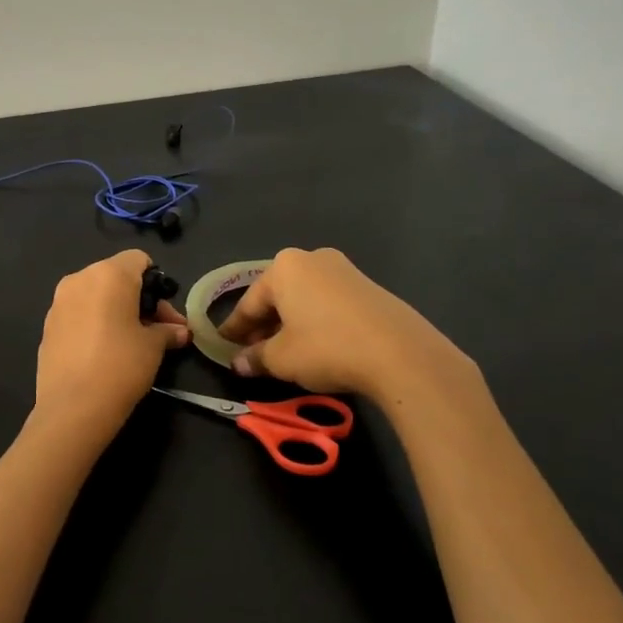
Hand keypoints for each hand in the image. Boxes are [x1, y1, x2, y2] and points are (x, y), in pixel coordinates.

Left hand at [35, 250, 190, 432]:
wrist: (73, 407)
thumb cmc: (121, 365)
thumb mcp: (154, 347)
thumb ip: (167, 332)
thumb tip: (180, 332)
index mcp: (108, 274)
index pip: (139, 260)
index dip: (157, 282)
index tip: (166, 314)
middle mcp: (79, 279)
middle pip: (116, 277)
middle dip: (139, 300)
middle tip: (158, 331)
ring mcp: (58, 303)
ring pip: (95, 296)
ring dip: (115, 311)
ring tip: (131, 342)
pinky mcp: (47, 327)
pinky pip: (78, 315)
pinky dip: (94, 324)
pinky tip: (104, 352)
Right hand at [218, 247, 474, 401]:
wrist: (399, 352)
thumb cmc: (326, 347)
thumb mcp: (281, 358)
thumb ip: (256, 358)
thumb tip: (240, 363)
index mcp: (284, 267)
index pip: (249, 302)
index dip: (234, 329)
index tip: (222, 346)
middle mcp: (312, 259)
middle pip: (277, 297)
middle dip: (263, 326)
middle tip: (252, 354)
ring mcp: (344, 271)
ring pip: (303, 301)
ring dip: (289, 326)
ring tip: (283, 354)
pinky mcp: (368, 289)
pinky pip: (328, 305)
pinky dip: (314, 324)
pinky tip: (315, 348)